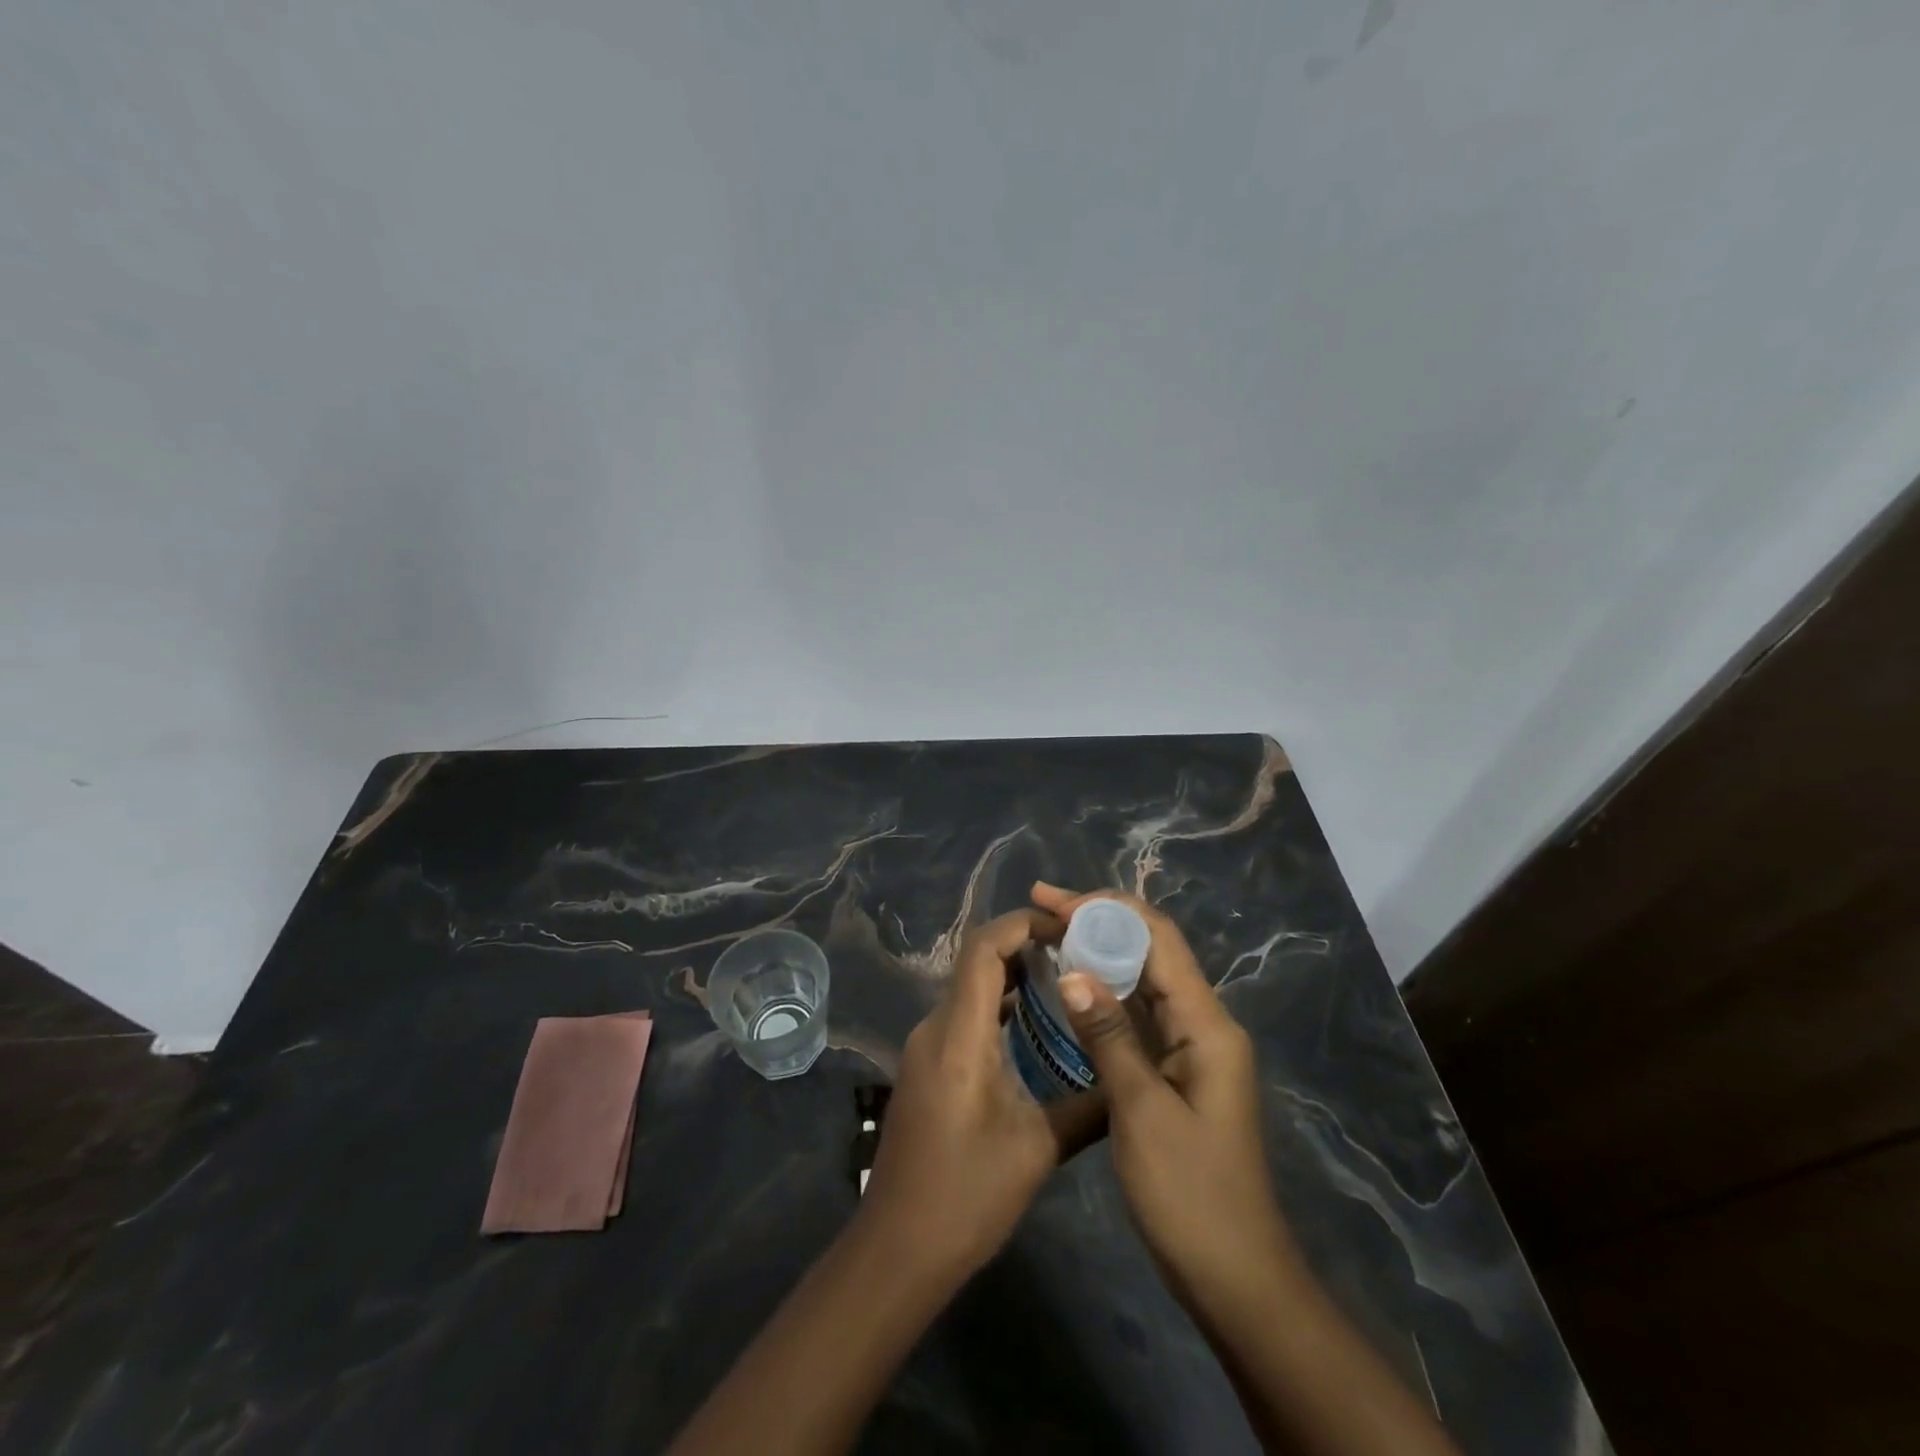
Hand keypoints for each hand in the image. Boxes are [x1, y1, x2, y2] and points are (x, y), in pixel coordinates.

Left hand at [859, 908, 1102, 1279]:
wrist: (897, 1249)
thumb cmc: (966, 1197)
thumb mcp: (1037, 1150)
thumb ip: (1087, 1107)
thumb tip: (1130, 1078)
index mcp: (958, 1036)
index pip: (983, 949)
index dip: (1023, 923)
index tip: (1068, 924)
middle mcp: (935, 1028)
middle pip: (976, 961)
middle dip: (1025, 944)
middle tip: (1079, 950)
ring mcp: (926, 1046)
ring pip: (970, 987)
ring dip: (1013, 974)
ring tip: (1066, 979)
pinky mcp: (927, 1066)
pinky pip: (964, 1015)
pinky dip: (999, 1004)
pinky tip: (1034, 1025)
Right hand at [1031, 883, 1297, 1308]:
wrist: (1236, 1278)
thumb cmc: (1190, 1195)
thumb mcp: (1141, 1111)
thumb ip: (1109, 1035)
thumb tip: (1072, 970)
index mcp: (1207, 1024)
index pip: (1157, 937)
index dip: (1106, 908)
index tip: (1053, 900)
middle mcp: (1203, 1023)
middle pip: (1150, 950)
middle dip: (1097, 921)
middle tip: (1040, 907)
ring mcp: (1191, 1047)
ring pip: (1143, 979)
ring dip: (1099, 952)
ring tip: (1047, 934)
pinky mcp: (1176, 1070)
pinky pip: (1139, 1013)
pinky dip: (1104, 992)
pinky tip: (1071, 989)